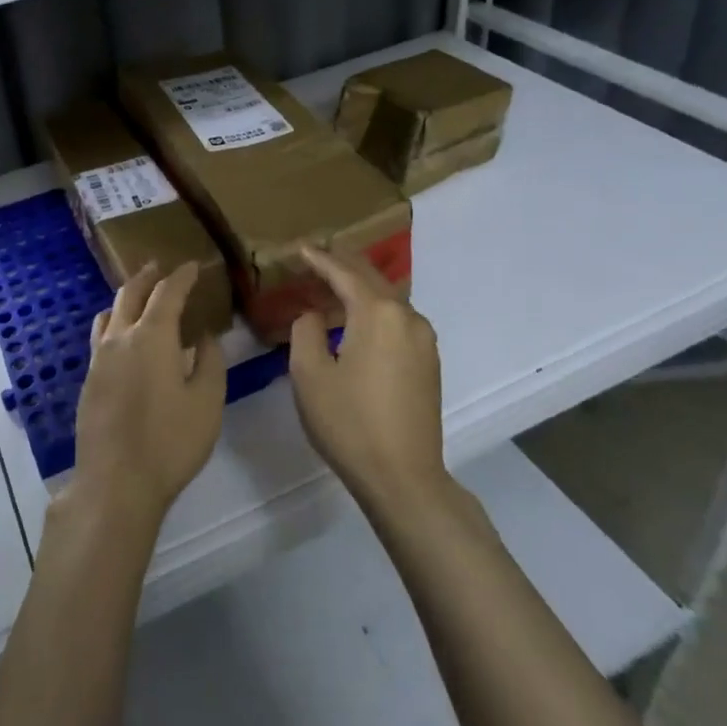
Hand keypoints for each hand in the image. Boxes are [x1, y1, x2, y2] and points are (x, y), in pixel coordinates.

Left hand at [68, 261, 225, 530]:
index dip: (182, 276)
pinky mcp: (88, 380)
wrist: (115, 481)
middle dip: (147, 277)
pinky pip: (100, 337)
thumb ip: (208, 362)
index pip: (168, 293)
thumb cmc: (170, 441)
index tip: (194, 266)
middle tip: (160, 267)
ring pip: (109, 313)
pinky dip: (114, 323)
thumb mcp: (207, 401)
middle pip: (130, 294)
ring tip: (138, 297)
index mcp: (152, 336)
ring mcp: (99, 359)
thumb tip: (204, 337)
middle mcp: (120, 338)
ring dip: (126, 298)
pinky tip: (122, 338)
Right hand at [289, 245, 446, 509]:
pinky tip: (358, 317)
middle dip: (343, 263)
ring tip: (333, 281)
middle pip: (371, 278)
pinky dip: (374, 308)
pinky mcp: (428, 361)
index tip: (298, 248)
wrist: (403, 477)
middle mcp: (407, 317)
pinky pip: (397, 319)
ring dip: (360, 286)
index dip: (318, 259)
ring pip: (387, 298)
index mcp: (378, 313)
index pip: (343, 274)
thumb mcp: (309, 374)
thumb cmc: (349, 422)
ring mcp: (423, 340)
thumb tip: (314, 316)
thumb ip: (306, 331)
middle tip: (318, 253)